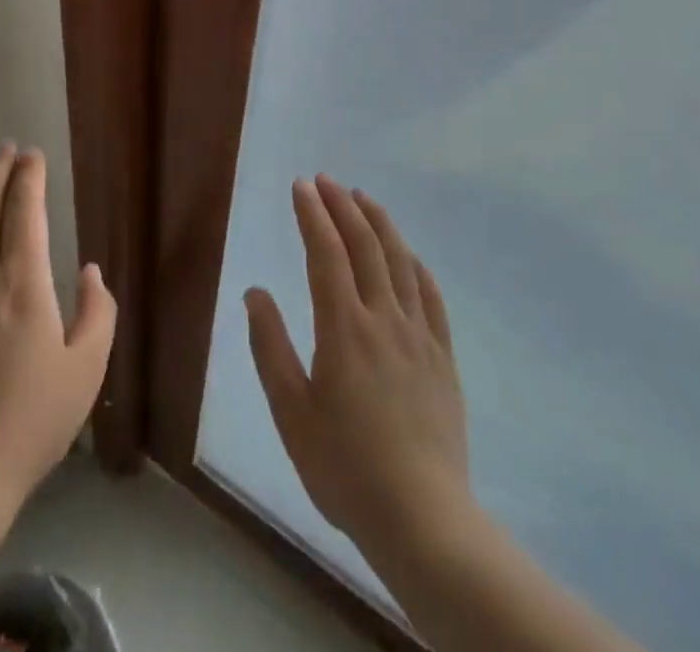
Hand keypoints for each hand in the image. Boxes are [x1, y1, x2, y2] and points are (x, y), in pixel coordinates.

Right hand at [246, 175, 469, 557]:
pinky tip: (407, 254)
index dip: (313, 214)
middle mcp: (384, 318)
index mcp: (343, 328)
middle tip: (326, 180)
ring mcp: (419, 335)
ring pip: (401, 261)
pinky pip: (431, 295)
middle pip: (364, 245)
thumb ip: (270, 347)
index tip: (301, 186)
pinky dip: (415, 264)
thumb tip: (256, 293)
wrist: (422, 518)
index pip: (326, 253)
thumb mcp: (291, 412)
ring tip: (363, 197)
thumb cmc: (345, 468)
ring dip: (380, 222)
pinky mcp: (443, 357)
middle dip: (342, 206)